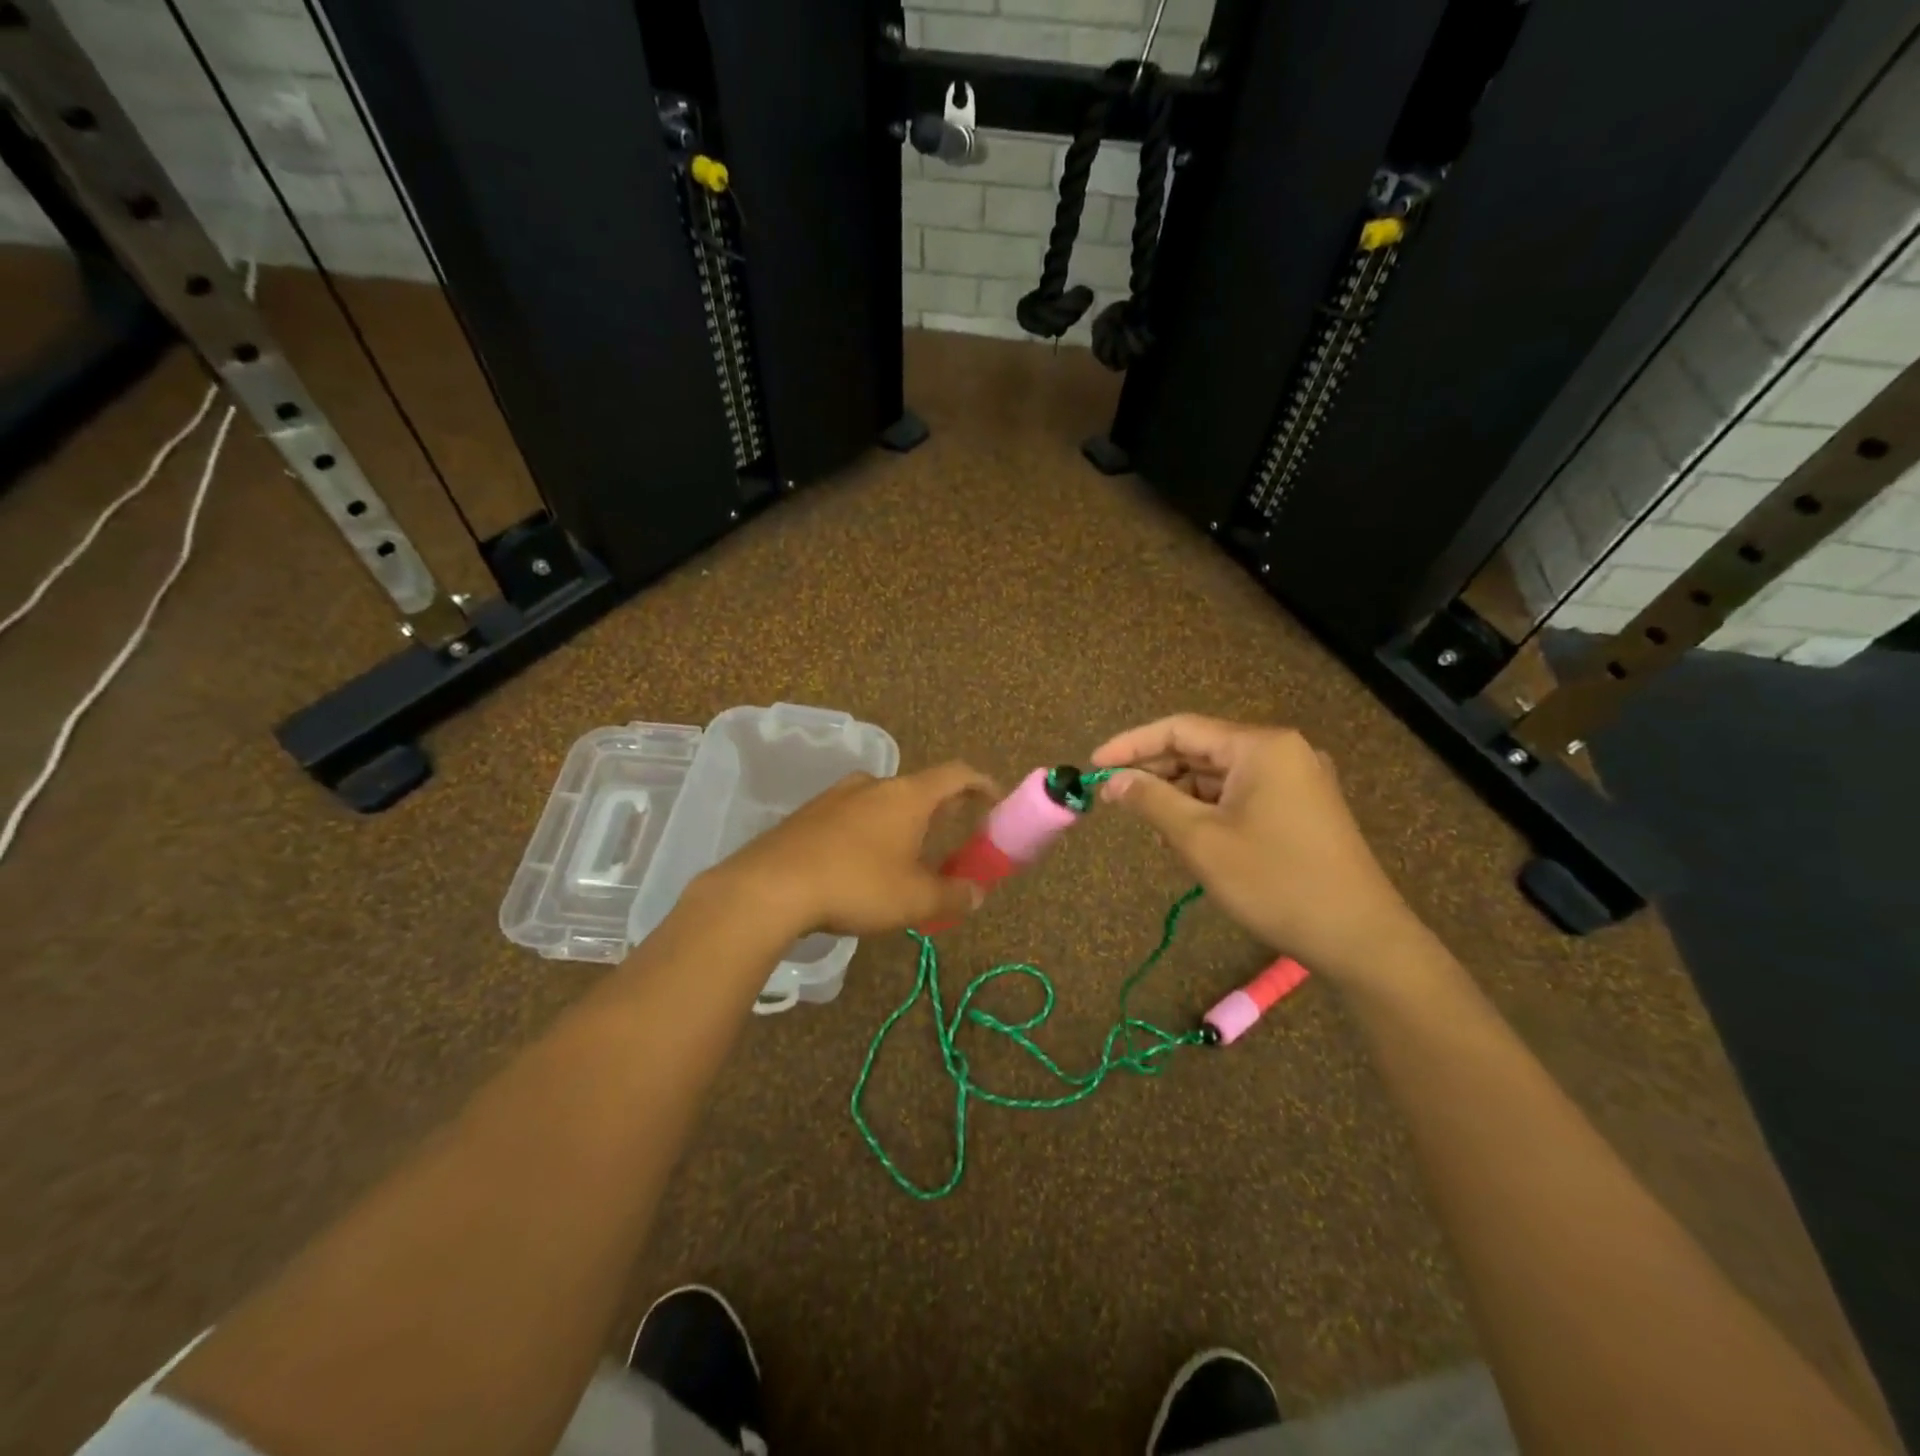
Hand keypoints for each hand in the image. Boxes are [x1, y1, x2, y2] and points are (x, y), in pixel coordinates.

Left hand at [705, 762, 996, 937]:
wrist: (770, 887)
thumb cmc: (856, 886)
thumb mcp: (914, 900)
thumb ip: (952, 896)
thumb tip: (976, 895)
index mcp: (907, 796)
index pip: (956, 774)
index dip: (981, 784)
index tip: (994, 800)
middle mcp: (873, 785)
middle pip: (919, 788)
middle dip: (940, 809)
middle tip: (952, 833)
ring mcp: (836, 796)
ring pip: (882, 802)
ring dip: (901, 821)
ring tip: (906, 853)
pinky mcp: (807, 814)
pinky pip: (852, 815)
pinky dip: (869, 831)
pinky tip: (861, 863)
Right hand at [1090, 715, 1423, 982]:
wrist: (1359, 937)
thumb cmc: (1273, 881)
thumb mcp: (1200, 840)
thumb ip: (1151, 801)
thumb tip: (1113, 781)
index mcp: (1260, 746)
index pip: (1180, 729)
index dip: (1131, 744)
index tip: (1094, 764)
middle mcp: (1281, 751)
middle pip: (1201, 750)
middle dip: (1155, 772)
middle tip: (1113, 797)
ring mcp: (1296, 780)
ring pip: (1220, 776)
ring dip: (1181, 795)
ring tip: (1149, 825)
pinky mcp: (1301, 808)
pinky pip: (1241, 796)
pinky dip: (1209, 810)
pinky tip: (1187, 837)